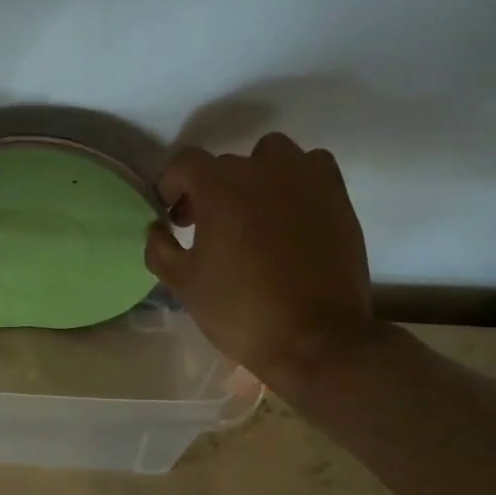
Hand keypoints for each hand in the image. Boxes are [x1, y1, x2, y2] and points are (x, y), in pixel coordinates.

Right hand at [144, 134, 380, 384]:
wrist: (315, 339)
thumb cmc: (240, 310)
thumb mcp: (183, 284)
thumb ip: (160, 248)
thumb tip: (158, 228)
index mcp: (220, 187)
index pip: (186, 163)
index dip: (172, 186)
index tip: (172, 217)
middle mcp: (263, 170)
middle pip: (226, 164)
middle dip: (208, 190)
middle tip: (206, 226)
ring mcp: (306, 179)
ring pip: (272, 155)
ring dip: (256, 175)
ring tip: (252, 212)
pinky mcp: (337, 197)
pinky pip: (313, 168)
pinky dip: (297, 181)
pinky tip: (290, 213)